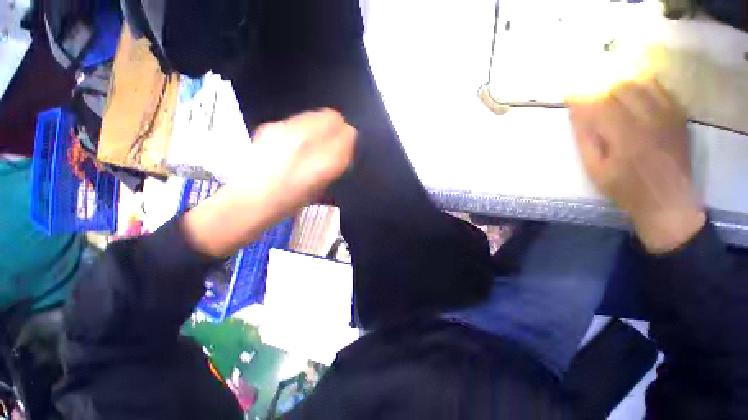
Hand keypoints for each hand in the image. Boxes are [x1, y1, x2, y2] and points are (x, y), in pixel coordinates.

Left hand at [183, 109, 355, 256]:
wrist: (249, 201)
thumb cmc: (289, 202)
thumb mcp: (320, 187)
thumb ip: (335, 164)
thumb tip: (344, 146)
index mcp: (322, 161)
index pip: (348, 134)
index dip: (349, 139)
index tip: (347, 146)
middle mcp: (306, 140)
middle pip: (332, 117)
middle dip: (338, 127)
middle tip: (334, 141)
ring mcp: (286, 129)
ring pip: (315, 115)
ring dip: (321, 126)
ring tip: (315, 143)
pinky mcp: (271, 127)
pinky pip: (299, 121)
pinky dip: (305, 128)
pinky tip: (297, 143)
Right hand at [566, 79, 705, 253]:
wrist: (667, 201)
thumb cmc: (624, 188)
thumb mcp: (595, 169)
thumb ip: (586, 138)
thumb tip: (576, 113)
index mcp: (624, 135)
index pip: (599, 103)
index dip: (582, 96)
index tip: (569, 92)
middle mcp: (649, 119)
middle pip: (621, 87)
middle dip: (600, 87)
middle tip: (589, 94)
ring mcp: (668, 115)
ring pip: (642, 83)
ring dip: (621, 84)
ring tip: (609, 91)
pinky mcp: (678, 116)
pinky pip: (660, 89)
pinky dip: (643, 86)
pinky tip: (633, 94)